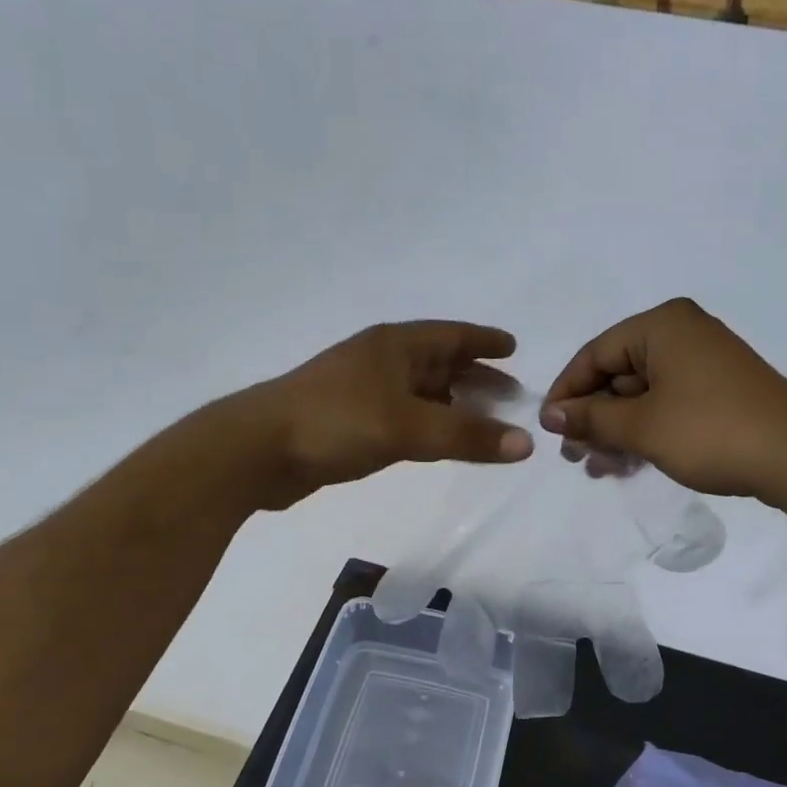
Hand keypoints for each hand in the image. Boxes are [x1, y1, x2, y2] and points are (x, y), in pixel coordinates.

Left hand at [243, 321, 532, 507]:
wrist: (258, 450)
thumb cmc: (335, 423)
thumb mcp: (408, 427)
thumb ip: (467, 436)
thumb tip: (527, 444)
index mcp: (394, 346)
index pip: (451, 335)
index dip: (484, 340)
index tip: (514, 348)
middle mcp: (379, 361)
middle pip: (438, 362)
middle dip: (475, 375)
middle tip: (509, 393)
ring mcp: (361, 391)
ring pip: (420, 392)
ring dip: (452, 403)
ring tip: (483, 420)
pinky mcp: (348, 422)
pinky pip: (403, 416)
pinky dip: (428, 424)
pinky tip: (437, 440)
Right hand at [541, 298, 786, 497]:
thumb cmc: (710, 431)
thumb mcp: (640, 426)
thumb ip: (590, 417)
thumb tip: (550, 415)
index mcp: (661, 326)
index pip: (594, 354)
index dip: (566, 393)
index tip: (549, 430)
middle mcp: (681, 334)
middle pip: (616, 374)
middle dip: (592, 418)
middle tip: (574, 457)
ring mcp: (702, 362)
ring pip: (640, 394)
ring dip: (615, 431)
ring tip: (598, 469)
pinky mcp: (716, 391)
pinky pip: (665, 404)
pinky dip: (643, 431)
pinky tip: (627, 464)